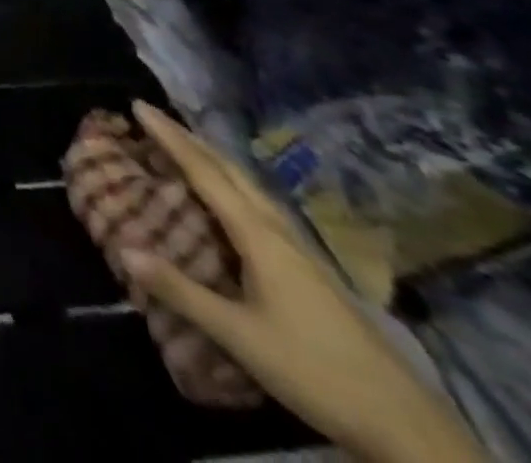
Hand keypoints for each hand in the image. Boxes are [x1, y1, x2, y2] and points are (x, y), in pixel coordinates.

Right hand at [122, 101, 485, 462]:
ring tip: (184, 145)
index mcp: (259, 235)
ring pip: (248, 186)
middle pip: (229, 170)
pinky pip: (259, 205)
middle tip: (153, 117)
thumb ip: (181, 291)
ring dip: (212, 159)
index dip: (169, 136)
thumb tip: (123, 248)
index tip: (138, 104)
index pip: (204, 171)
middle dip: (189, 139)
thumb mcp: (240, 336)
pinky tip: (231, 199)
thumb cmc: (316, 371)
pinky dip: (231, 185)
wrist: (408, 426)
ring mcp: (300, 249)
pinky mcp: (310, 269)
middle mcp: (278, 230)